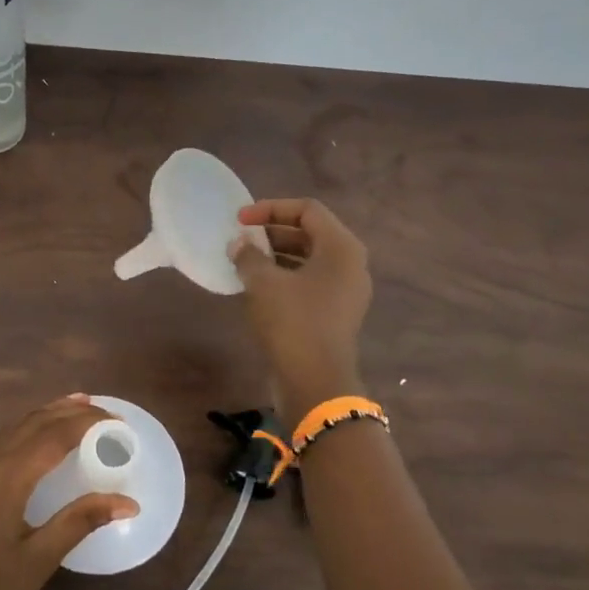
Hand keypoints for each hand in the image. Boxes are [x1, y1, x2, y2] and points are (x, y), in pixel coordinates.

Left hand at [0, 395, 138, 589]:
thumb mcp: (39, 561)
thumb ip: (80, 522)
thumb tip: (128, 502)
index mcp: (4, 480)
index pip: (52, 436)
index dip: (87, 423)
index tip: (118, 421)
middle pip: (31, 424)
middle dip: (68, 411)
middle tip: (103, 409)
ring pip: (14, 430)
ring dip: (48, 416)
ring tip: (78, 408)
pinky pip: (3, 444)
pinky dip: (30, 432)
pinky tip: (43, 440)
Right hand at [229, 198, 372, 420]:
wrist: (315, 381)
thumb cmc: (292, 322)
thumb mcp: (263, 283)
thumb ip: (249, 257)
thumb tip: (239, 246)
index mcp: (341, 248)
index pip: (307, 210)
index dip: (271, 209)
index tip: (240, 220)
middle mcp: (350, 265)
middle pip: (310, 233)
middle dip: (272, 233)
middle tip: (241, 240)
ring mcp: (345, 291)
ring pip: (308, 260)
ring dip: (276, 256)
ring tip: (244, 262)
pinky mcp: (335, 313)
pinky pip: (309, 282)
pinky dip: (284, 278)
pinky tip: (257, 288)